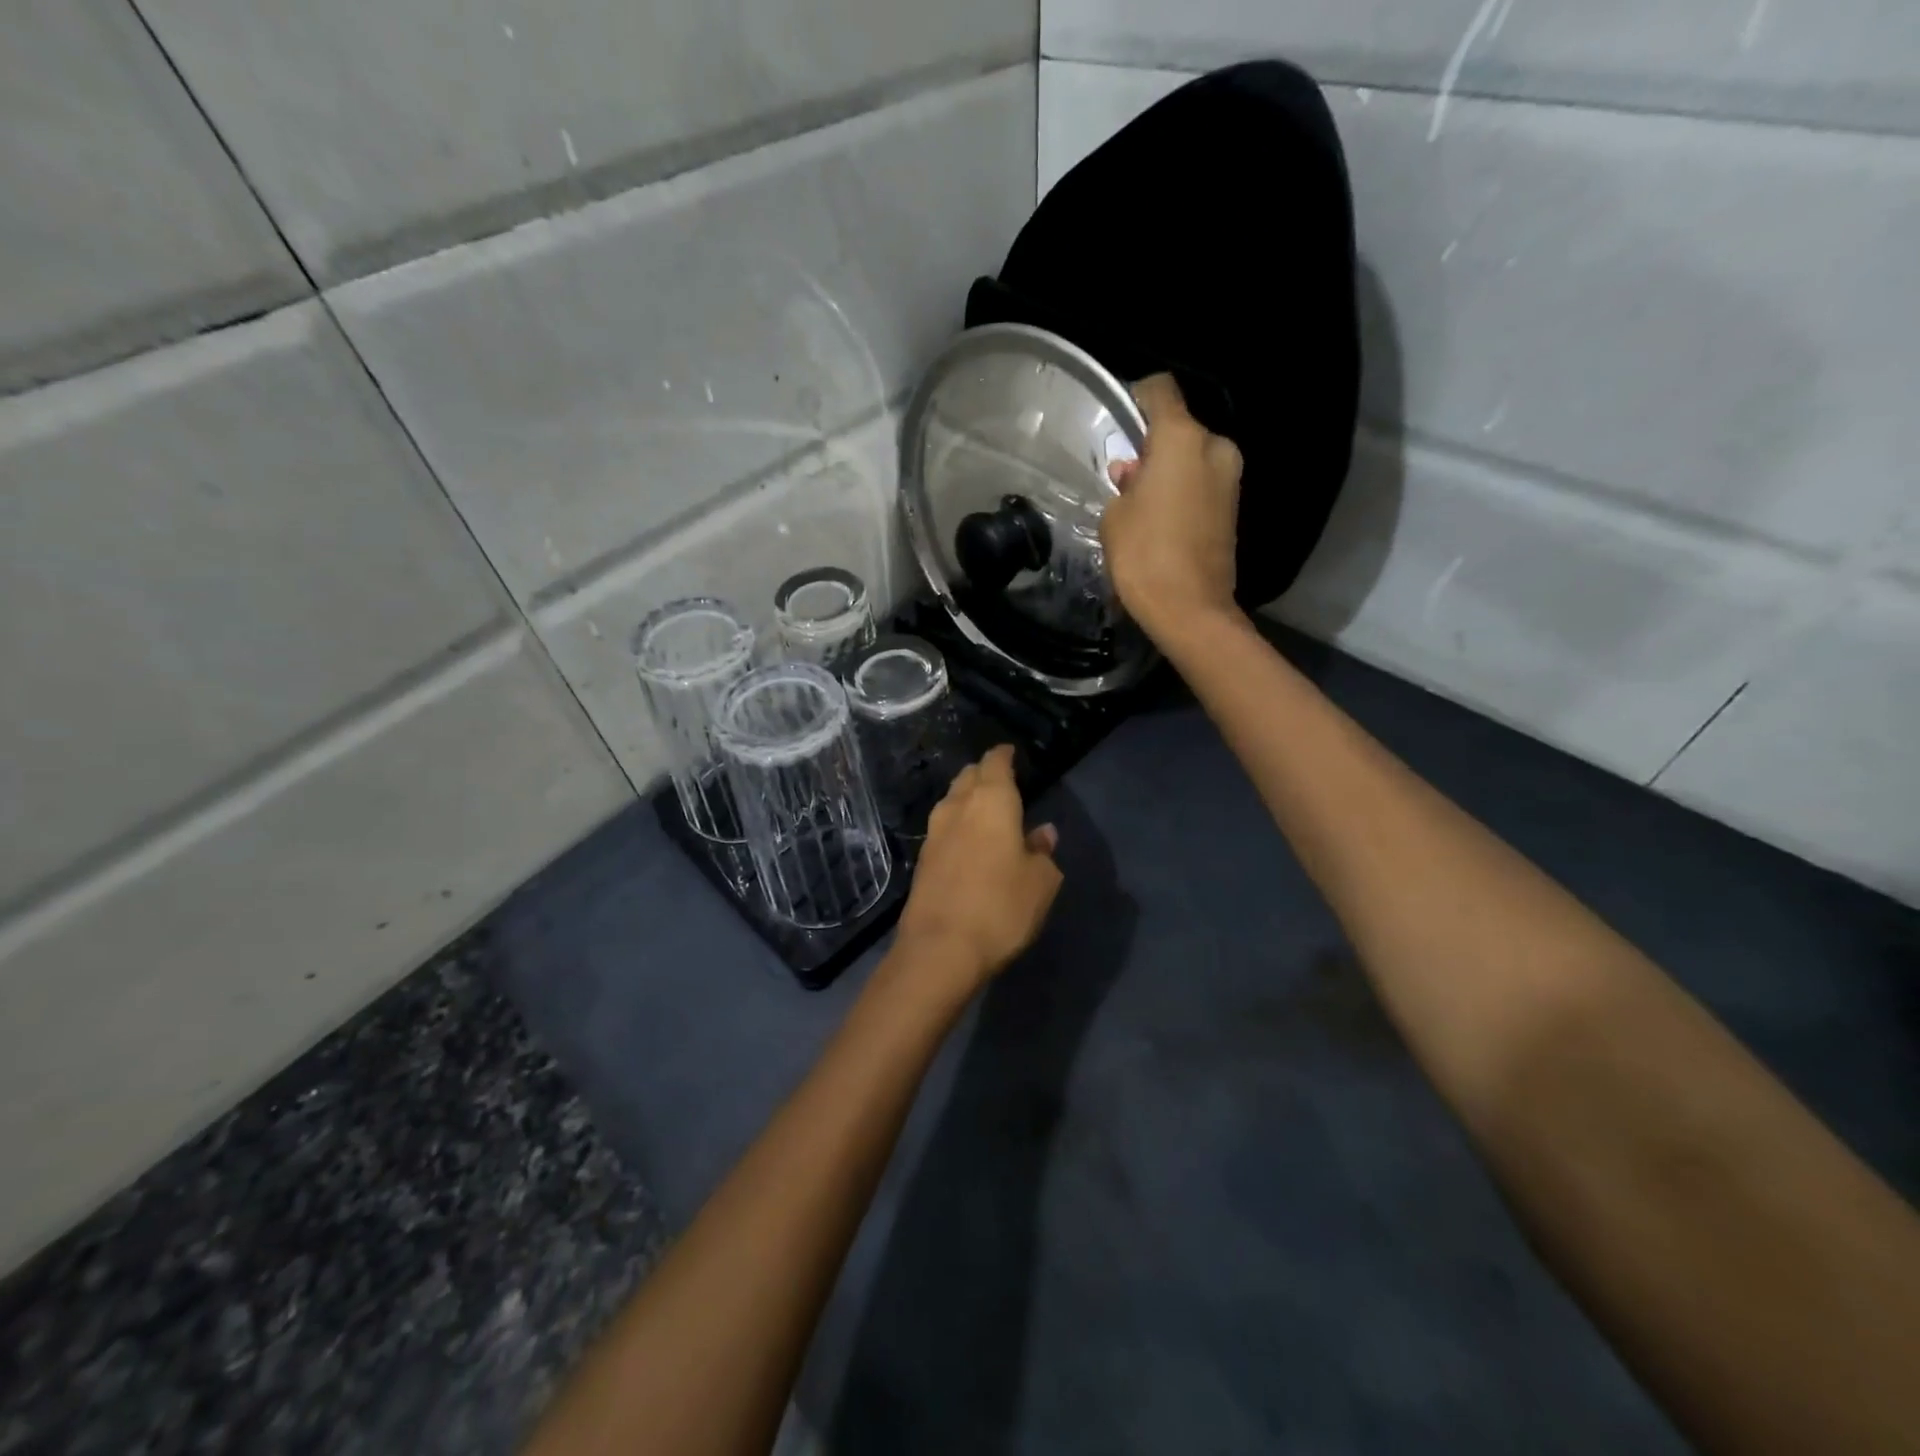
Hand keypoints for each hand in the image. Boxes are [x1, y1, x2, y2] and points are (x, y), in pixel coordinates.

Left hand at [893, 745, 1062, 996]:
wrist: (940, 949)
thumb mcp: (1040, 882)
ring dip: (968, 798)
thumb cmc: (1001, 907)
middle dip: (985, 774)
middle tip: (1003, 782)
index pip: (995, 762)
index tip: (1012, 753)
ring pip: (952, 800)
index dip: (1004, 755)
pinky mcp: (922, 858)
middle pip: (969, 776)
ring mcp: (935, 832)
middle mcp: (958, 806)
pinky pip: (944, 827)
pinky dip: (958, 824)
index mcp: (991, 801)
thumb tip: (1043, 833)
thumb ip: (1043, 851)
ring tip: (987, 810)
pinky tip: (969, 840)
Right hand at [1101, 373, 1244, 641]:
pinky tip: (1161, 519)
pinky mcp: (1234, 506)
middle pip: (1179, 429)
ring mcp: (1230, 477)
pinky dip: (1183, 491)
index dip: (1137, 397)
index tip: (1121, 419)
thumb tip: (1133, 474)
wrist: (1189, 608)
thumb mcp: (1115, 516)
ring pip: (1192, 458)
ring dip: (1168, 471)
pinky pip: (1202, 483)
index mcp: (1182, 439)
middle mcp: (1214, 447)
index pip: (1160, 391)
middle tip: (1126, 477)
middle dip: (1152, 446)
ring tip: (1141, 503)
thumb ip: (1124, 485)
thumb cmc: (1143, 555)